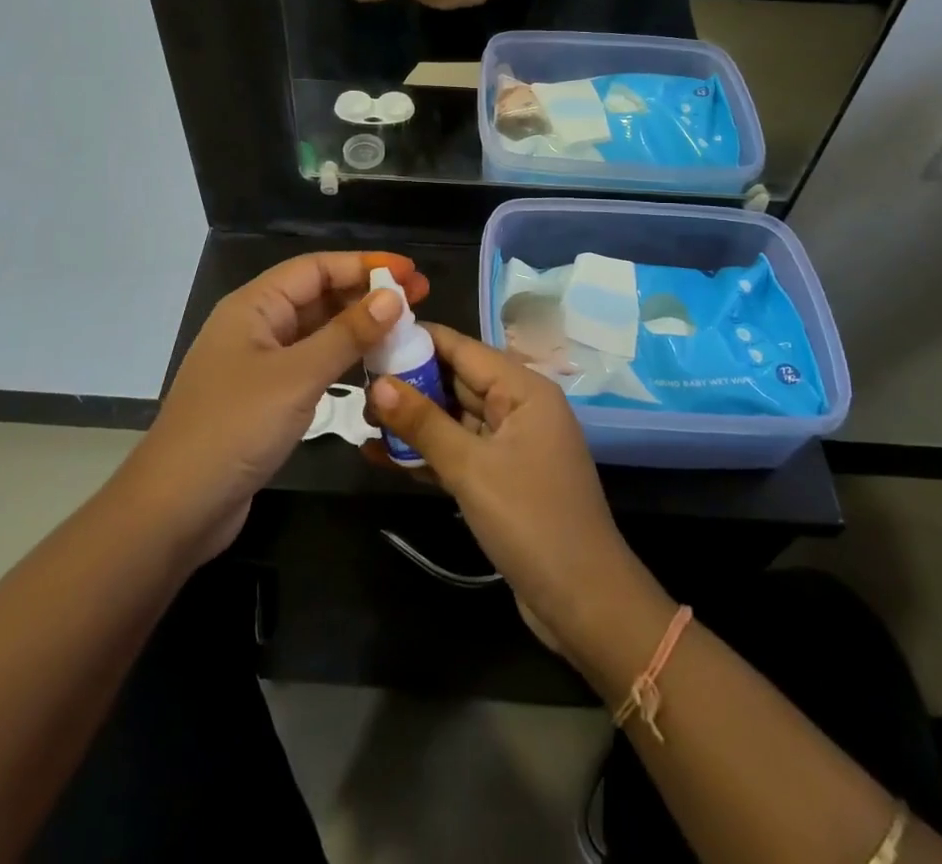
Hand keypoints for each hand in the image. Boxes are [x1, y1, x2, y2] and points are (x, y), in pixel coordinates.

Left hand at [130, 252, 429, 562]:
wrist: (176, 508)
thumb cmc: (234, 429)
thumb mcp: (297, 377)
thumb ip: (346, 335)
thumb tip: (392, 297)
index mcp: (254, 306)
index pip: (316, 267)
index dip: (364, 264)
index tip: (409, 272)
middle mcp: (256, 326)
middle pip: (317, 295)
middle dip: (365, 294)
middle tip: (419, 299)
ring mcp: (259, 363)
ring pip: (316, 331)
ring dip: (357, 327)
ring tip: (404, 329)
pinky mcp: (265, 397)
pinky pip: (311, 363)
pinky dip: (342, 360)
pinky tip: (372, 366)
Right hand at [368, 324, 653, 657]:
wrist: (585, 605)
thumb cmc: (532, 522)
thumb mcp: (471, 469)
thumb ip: (423, 423)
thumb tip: (378, 383)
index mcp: (524, 389)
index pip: (462, 348)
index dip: (417, 340)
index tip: (371, 337)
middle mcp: (518, 407)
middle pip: (456, 380)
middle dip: (409, 383)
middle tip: (357, 387)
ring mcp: (510, 444)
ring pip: (453, 418)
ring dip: (413, 421)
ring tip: (363, 422)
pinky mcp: (501, 478)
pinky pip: (458, 452)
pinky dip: (426, 453)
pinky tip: (382, 457)